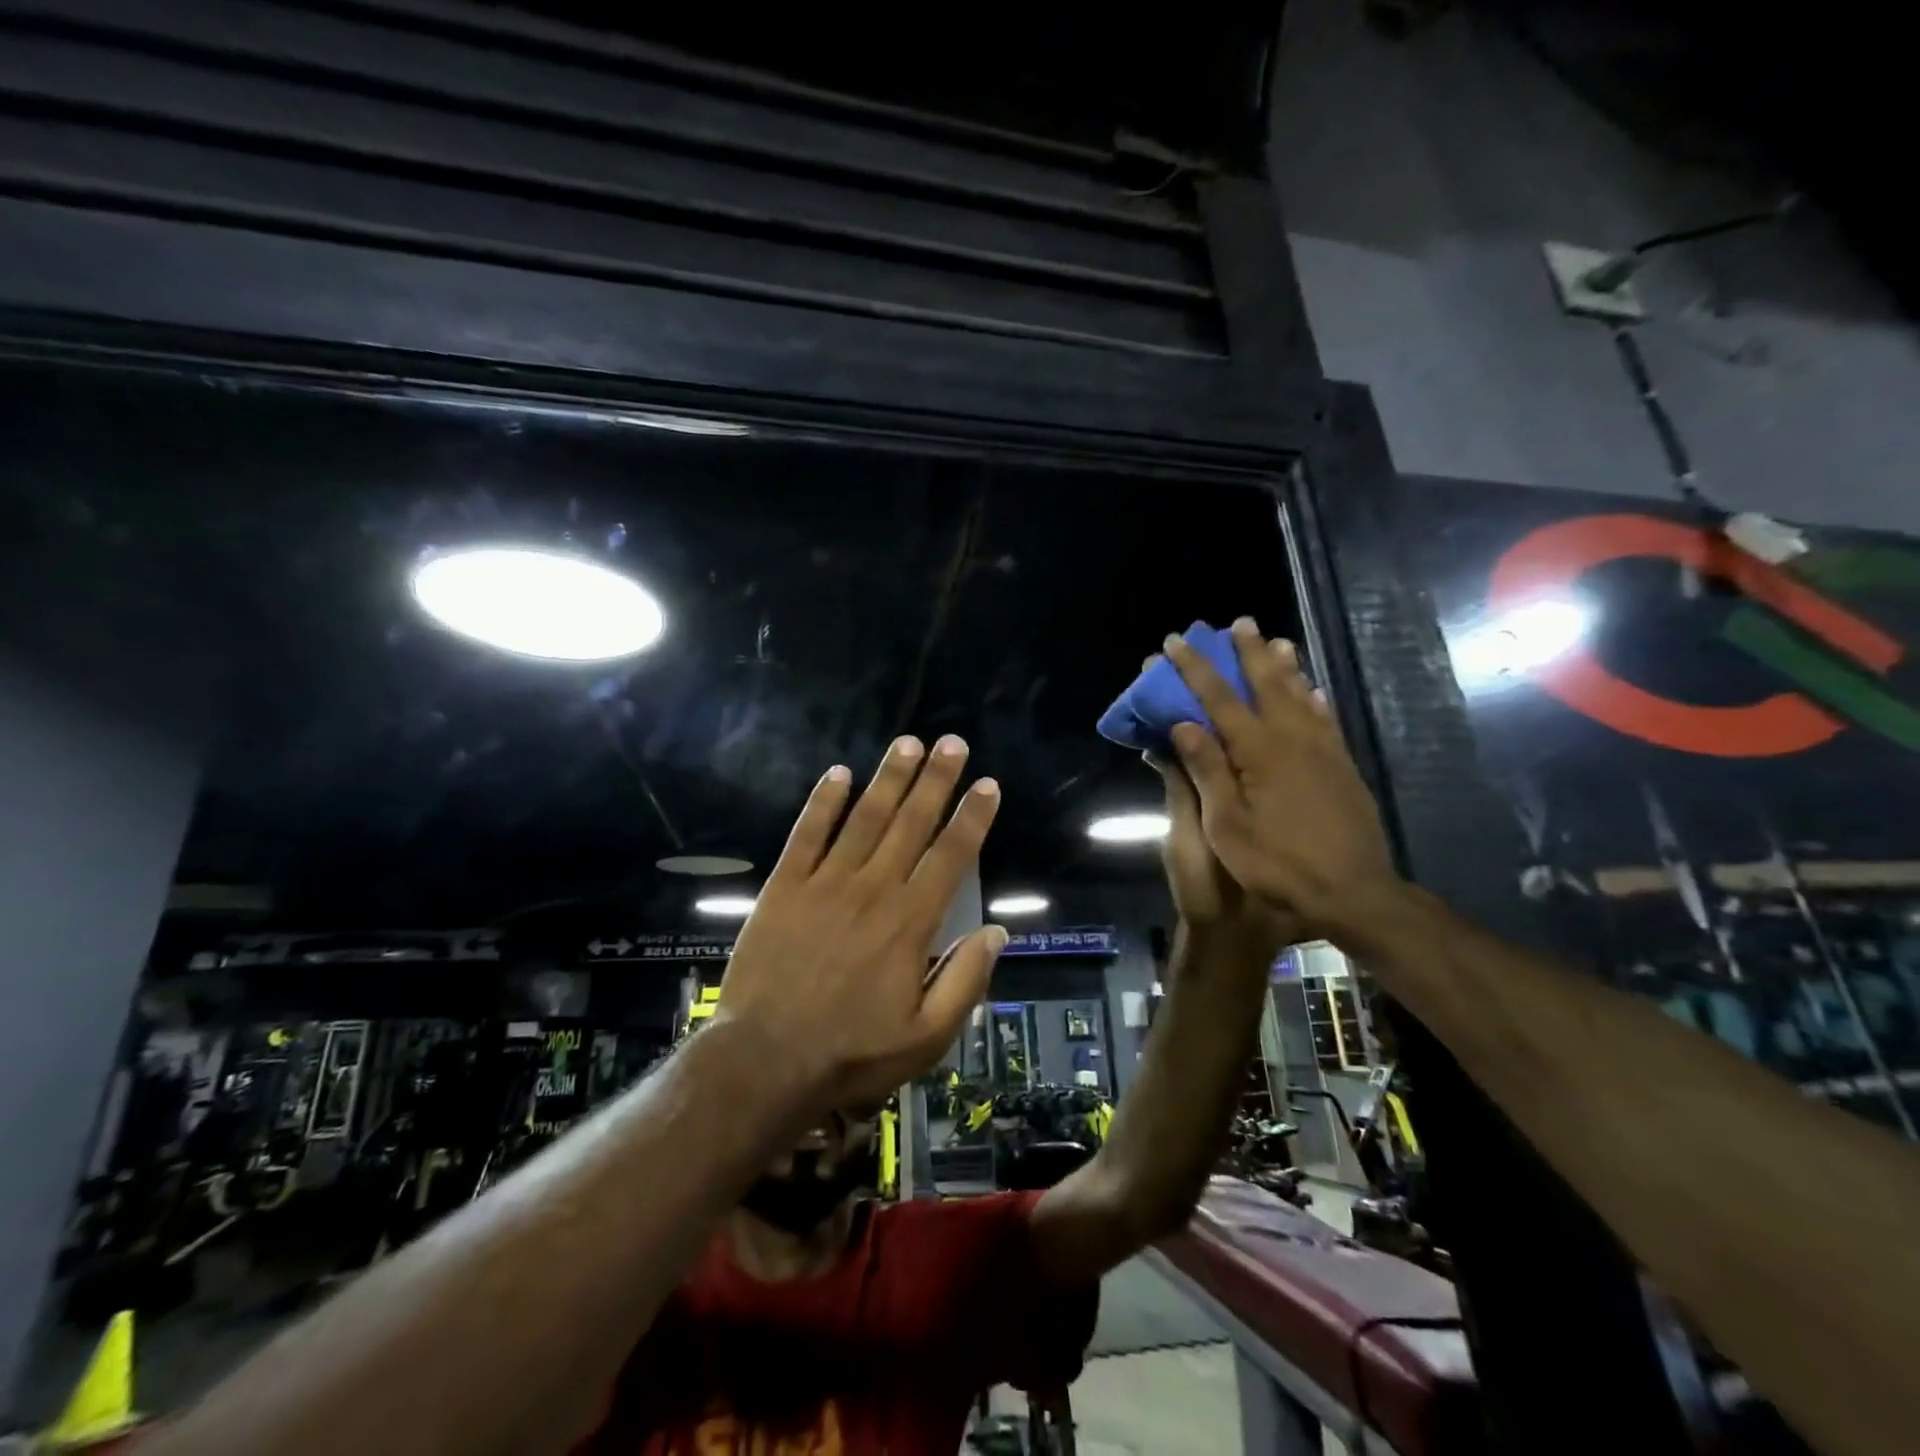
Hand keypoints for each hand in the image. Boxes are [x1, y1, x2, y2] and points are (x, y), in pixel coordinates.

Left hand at [716, 735, 1006, 1113]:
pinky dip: (823, 802)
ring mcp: (825, 883)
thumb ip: (965, 981)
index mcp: (910, 922)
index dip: (972, 817)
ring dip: (889, 778)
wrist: (765, 1061)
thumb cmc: (852, 1053)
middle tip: (952, 743)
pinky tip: (838, 773)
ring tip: (908, 743)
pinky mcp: (785, 887)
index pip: (951, 856)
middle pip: (911, 823)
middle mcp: (873, 889)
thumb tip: (996, 931)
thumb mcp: (926, 1037)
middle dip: (936, 780)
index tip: (987, 784)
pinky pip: (807, 834)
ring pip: (864, 817)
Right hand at [1161, 618, 1400, 937]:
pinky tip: (1311, 689)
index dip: (1194, 669)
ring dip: (1284, 665)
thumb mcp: (1227, 825)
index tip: (1174, 643)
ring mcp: (1322, 751)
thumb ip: (1208, 771)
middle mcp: (1292, 739)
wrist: (1354, 892)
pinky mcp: (1342, 766)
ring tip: (1276, 640)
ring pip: (1299, 694)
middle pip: (1265, 683)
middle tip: (1238, 623)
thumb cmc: (1278, 863)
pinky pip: (1325, 719)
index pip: (1218, 698)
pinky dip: (1314, 697)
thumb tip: (1184, 725)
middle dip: (1247, 652)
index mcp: (1258, 751)